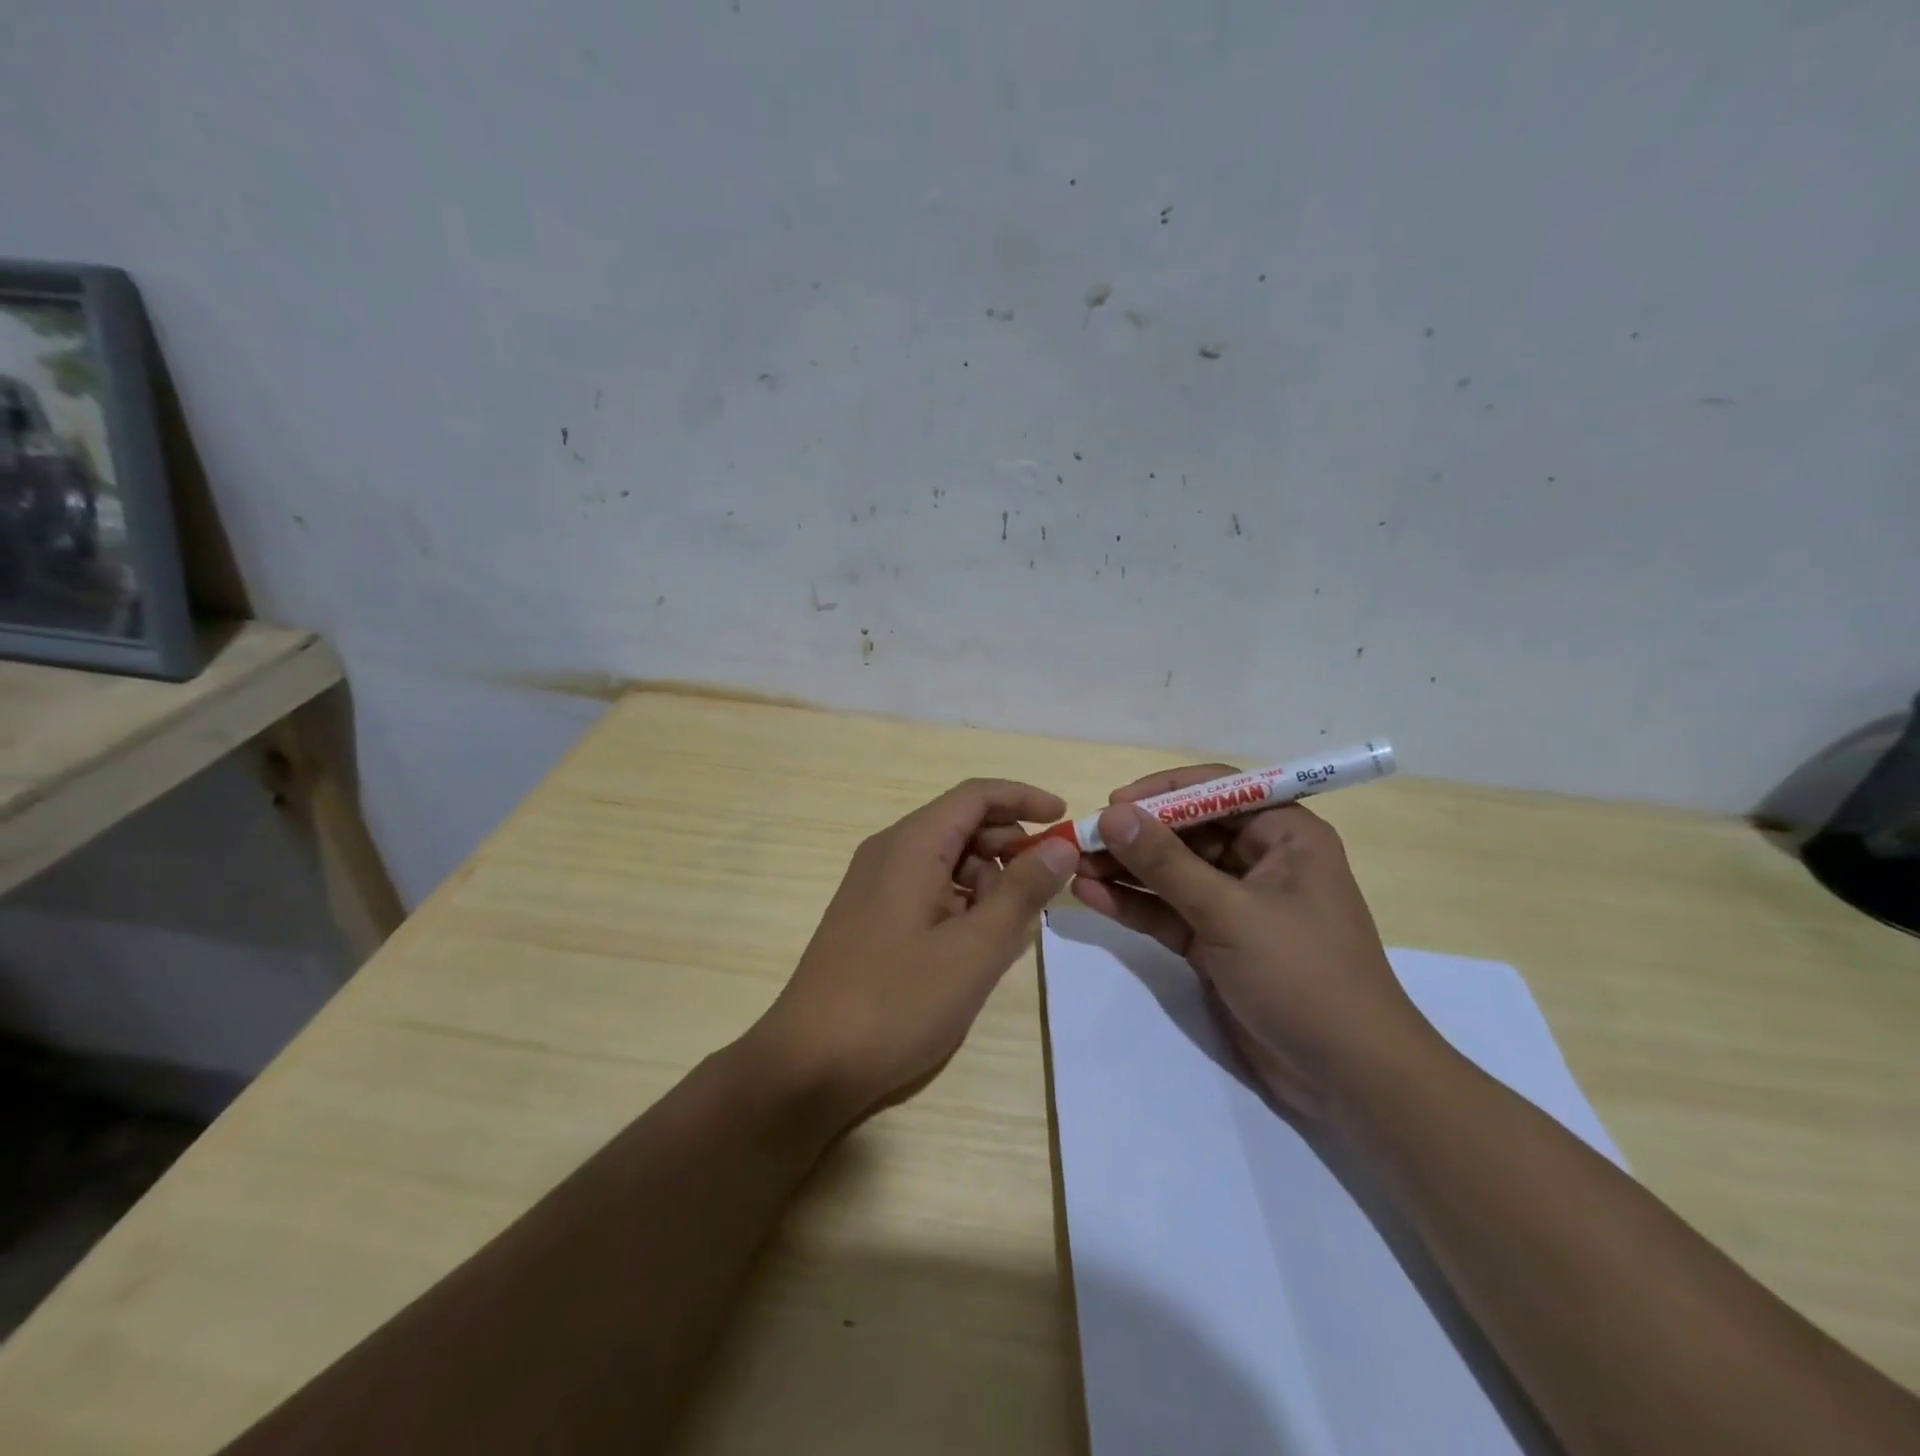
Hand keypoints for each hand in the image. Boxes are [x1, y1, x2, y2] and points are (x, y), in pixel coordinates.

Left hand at [749, 779, 1078, 1128]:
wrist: (808, 1064)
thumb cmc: (897, 1001)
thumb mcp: (975, 949)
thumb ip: (1022, 892)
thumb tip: (1060, 847)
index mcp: (911, 845)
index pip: (976, 796)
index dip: (1023, 798)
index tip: (1065, 819)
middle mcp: (888, 852)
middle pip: (960, 825)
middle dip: (1009, 845)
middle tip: (1046, 887)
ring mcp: (874, 885)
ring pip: (945, 860)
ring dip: (986, 880)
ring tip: (1011, 928)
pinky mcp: (869, 916)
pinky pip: (926, 888)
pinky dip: (960, 902)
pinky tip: (976, 944)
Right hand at [1068, 765, 1436, 1120]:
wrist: (1347, 1077)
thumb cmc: (1302, 975)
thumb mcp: (1229, 913)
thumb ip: (1166, 863)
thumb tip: (1111, 815)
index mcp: (1284, 835)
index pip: (1216, 791)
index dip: (1163, 792)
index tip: (1113, 804)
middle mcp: (1259, 860)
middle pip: (1186, 832)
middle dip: (1134, 836)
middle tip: (1080, 840)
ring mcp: (1235, 903)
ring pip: (1171, 873)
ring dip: (1125, 870)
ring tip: (1074, 866)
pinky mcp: (1215, 942)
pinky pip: (1168, 911)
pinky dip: (1133, 905)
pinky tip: (1091, 896)